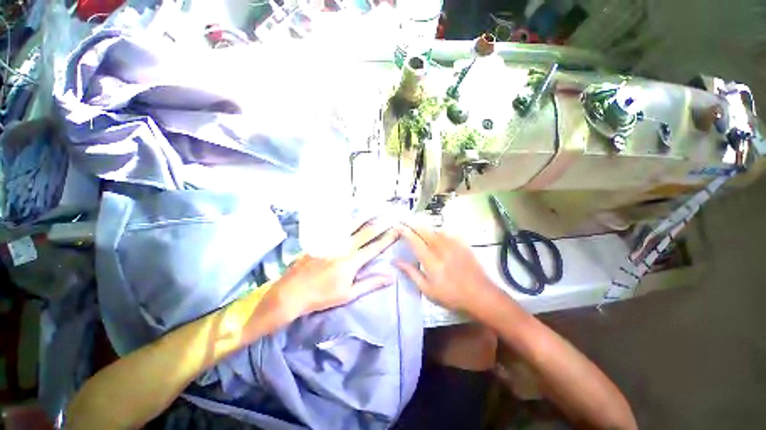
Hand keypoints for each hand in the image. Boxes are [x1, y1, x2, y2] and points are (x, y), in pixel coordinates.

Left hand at [269, 222, 400, 317]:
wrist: (292, 292)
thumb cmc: (322, 296)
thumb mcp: (349, 294)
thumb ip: (371, 283)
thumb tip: (391, 277)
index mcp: (352, 261)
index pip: (375, 247)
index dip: (387, 238)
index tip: (397, 230)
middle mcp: (343, 247)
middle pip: (365, 232)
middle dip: (380, 224)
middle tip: (390, 215)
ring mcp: (331, 241)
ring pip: (351, 226)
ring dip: (364, 217)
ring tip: (374, 209)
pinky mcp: (320, 240)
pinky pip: (336, 227)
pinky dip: (346, 220)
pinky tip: (350, 215)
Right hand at [396, 223, 500, 314]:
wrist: (480, 295)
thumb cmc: (451, 295)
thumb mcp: (427, 289)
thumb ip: (411, 273)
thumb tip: (396, 261)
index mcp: (430, 260)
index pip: (415, 241)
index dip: (405, 232)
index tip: (398, 227)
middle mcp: (441, 248)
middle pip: (425, 231)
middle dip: (414, 225)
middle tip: (406, 223)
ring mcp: (453, 245)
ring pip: (436, 230)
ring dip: (426, 228)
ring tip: (420, 229)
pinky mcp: (462, 244)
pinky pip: (448, 233)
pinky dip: (440, 231)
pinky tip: (438, 234)